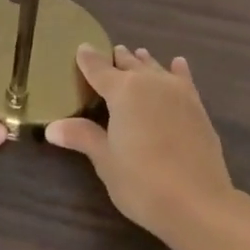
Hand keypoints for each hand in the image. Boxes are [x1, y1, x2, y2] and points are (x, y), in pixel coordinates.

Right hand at [46, 45, 233, 239]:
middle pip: (130, 65)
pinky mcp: (197, 107)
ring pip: (155, 68)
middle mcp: (150, 83)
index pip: (98, 68)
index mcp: (122, 91)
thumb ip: (82, 137)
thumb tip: (52, 128)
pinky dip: (177, 70)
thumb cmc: (142, 181)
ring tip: (137, 56)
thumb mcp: (105, 160)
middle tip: (109, 54)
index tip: (81, 48)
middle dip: (117, 59)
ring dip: (144, 63)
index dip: (88, 59)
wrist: (197, 202)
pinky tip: (177, 64)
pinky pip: (183, 79)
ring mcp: (177, 93)